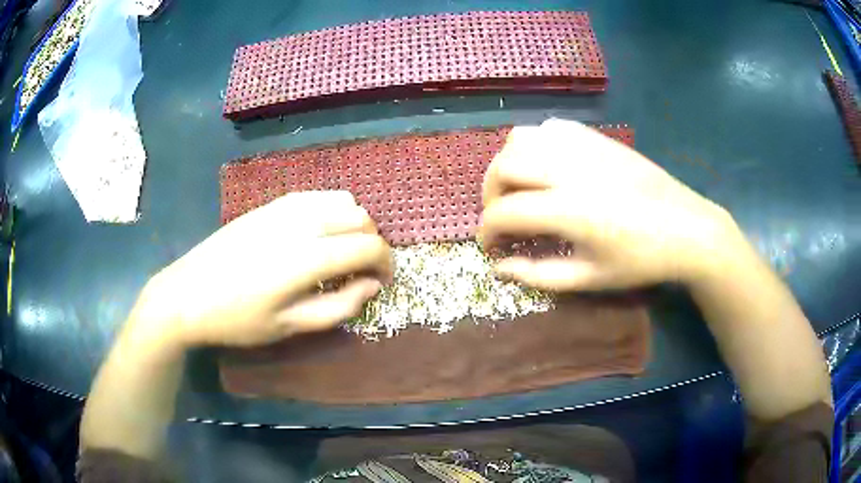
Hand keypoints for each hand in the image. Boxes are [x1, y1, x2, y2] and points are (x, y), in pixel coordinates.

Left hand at [133, 191, 392, 347]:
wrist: (187, 294)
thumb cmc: (237, 320)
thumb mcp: (290, 327)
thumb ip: (339, 307)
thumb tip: (372, 285)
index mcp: (307, 257)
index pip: (369, 246)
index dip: (387, 264)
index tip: (384, 282)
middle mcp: (301, 221)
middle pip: (361, 219)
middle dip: (373, 245)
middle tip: (362, 274)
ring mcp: (284, 207)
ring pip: (343, 201)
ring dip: (354, 225)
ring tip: (342, 253)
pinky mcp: (271, 204)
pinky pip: (318, 196)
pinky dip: (332, 211)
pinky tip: (319, 235)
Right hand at [480, 119, 745, 290]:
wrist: (686, 228)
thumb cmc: (640, 261)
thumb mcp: (590, 278)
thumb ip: (539, 275)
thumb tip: (499, 267)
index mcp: (570, 210)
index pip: (505, 212)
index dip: (487, 231)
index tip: (490, 246)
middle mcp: (570, 169)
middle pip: (504, 166)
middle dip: (489, 194)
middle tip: (501, 216)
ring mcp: (584, 146)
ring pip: (521, 138)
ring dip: (509, 164)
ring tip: (518, 188)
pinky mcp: (596, 137)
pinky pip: (549, 128)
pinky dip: (535, 144)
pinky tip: (546, 166)